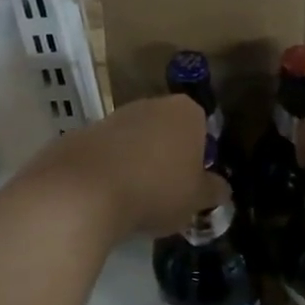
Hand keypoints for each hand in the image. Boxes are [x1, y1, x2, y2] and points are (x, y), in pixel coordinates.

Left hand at [22, 95, 220, 240]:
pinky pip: (106, 154)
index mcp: (185, 112)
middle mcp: (150, 104)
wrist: (84, 190)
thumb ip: (213, 191)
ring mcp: (113, 116)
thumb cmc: (156, 189)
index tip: (194, 182)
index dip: (199, 155)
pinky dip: (109, 171)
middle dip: (167, 156)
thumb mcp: (196, 199)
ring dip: (137, 163)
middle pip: (166, 130)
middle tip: (168, 193)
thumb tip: (221, 189)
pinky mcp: (83, 133)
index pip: (201, 127)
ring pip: (134, 141)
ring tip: (136, 200)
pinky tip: (107, 198)